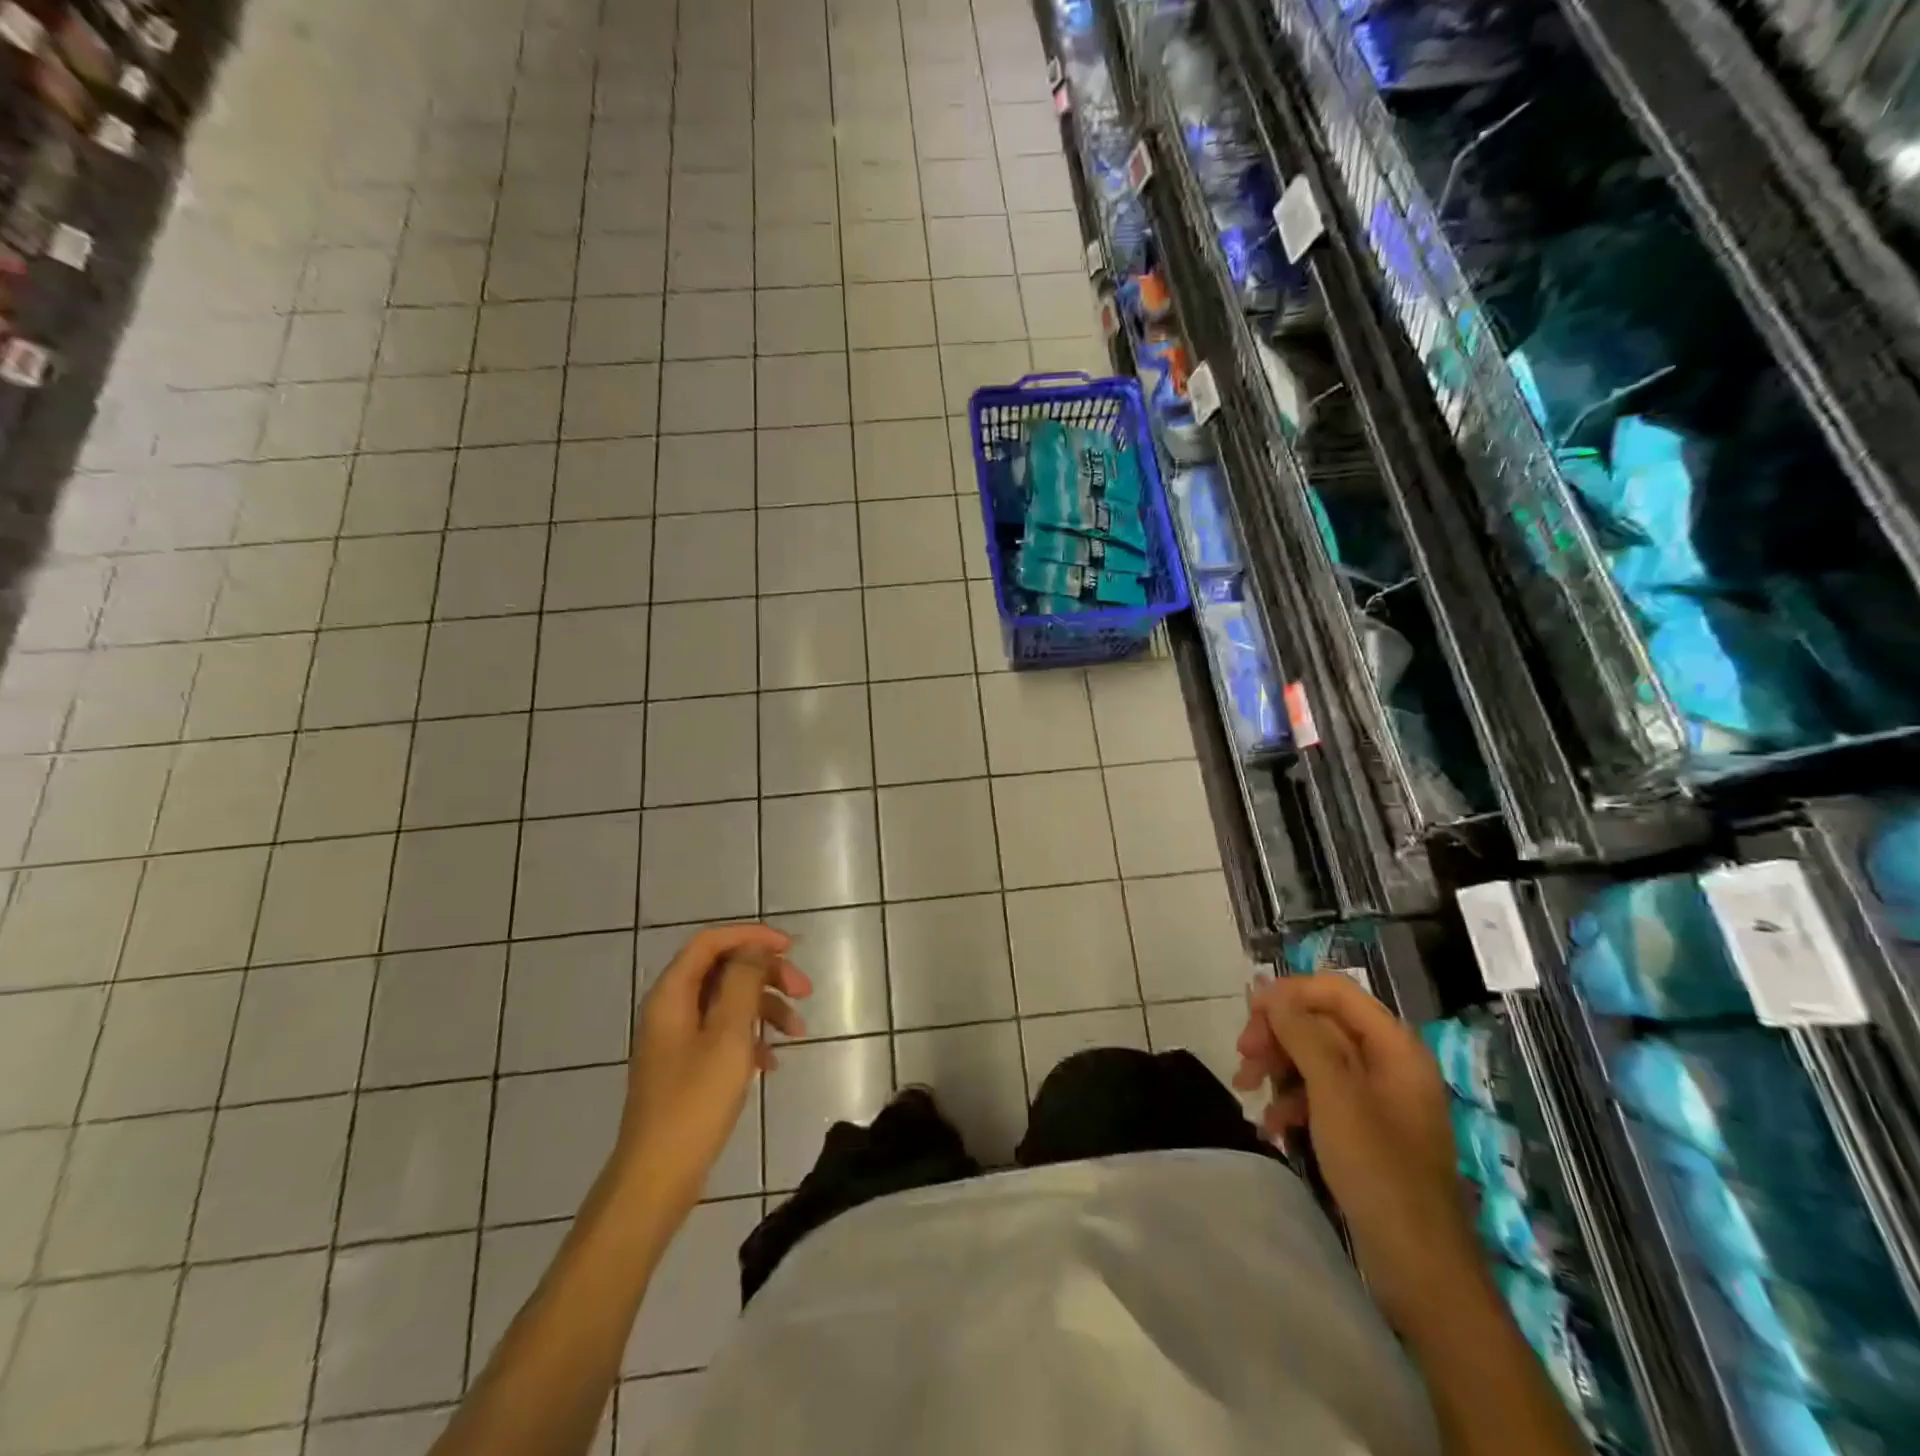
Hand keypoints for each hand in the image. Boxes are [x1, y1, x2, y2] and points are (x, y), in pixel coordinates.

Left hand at [613, 925, 813, 1218]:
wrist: (657, 1178)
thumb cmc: (694, 1101)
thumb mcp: (728, 1035)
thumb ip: (742, 983)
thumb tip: (754, 949)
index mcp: (673, 994)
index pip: (712, 942)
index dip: (752, 937)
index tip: (791, 948)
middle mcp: (671, 1009)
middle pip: (724, 970)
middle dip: (767, 975)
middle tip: (804, 992)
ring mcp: (678, 1039)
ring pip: (728, 1003)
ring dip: (766, 1009)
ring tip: (799, 1033)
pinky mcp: (686, 1066)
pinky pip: (724, 1034)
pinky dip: (752, 1038)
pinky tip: (773, 1062)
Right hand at [1234, 974, 1483, 1332]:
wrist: (1420, 1268)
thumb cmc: (1378, 1169)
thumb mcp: (1334, 1093)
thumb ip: (1301, 1033)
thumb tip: (1268, 990)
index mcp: (1394, 1046)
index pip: (1334, 990)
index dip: (1289, 995)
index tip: (1249, 1017)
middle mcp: (1388, 1062)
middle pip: (1321, 1022)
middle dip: (1278, 1034)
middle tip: (1243, 1058)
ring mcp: (1378, 1097)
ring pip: (1315, 1057)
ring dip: (1278, 1067)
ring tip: (1246, 1090)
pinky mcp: (1366, 1128)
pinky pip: (1321, 1094)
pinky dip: (1292, 1101)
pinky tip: (1271, 1126)